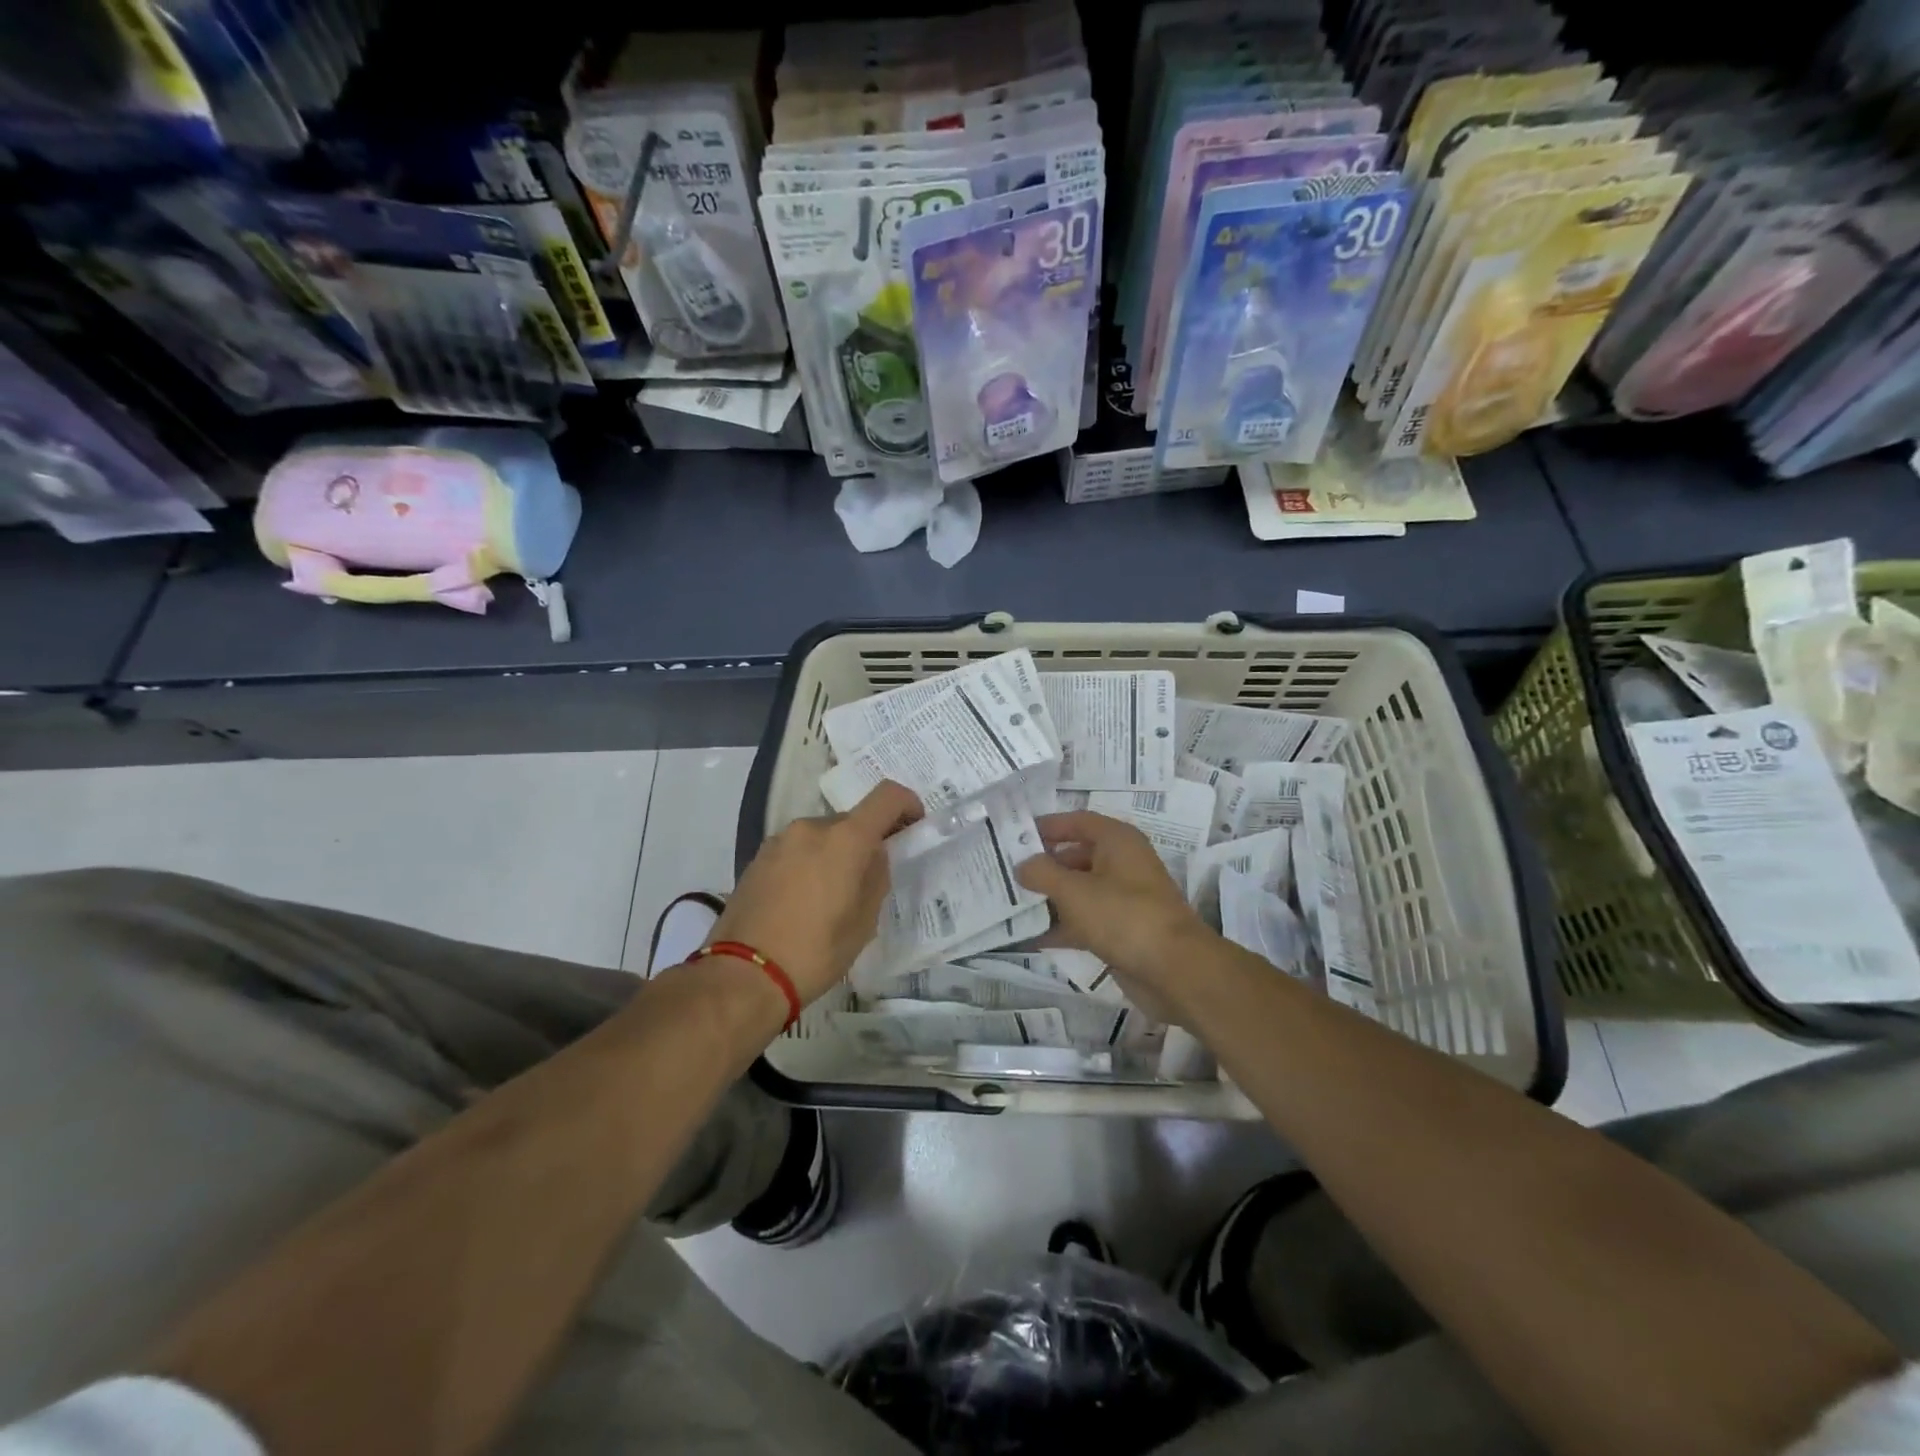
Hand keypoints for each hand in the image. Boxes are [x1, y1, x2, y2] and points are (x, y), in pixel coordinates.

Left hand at [711, 781, 922, 1006]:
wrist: (743, 975)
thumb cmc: (816, 951)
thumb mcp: (864, 921)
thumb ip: (876, 877)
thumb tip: (874, 856)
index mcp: (845, 839)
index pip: (886, 797)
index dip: (907, 804)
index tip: (913, 826)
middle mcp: (811, 828)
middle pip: (851, 821)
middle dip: (865, 842)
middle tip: (868, 881)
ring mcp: (779, 841)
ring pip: (821, 837)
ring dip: (834, 854)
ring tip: (831, 897)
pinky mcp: (757, 858)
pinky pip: (796, 851)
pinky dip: (808, 864)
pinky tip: (803, 902)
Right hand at [1016, 811, 1212, 1018]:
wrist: (1176, 970)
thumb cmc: (1123, 916)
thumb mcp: (1074, 891)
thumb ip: (1042, 873)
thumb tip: (1022, 865)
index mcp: (1117, 841)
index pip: (1077, 821)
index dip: (1047, 826)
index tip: (1014, 836)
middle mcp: (1122, 864)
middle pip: (1075, 856)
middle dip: (1043, 866)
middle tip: (1005, 874)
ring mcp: (1124, 898)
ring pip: (1079, 890)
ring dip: (1049, 898)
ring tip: (1010, 905)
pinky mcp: (1122, 930)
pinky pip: (1085, 920)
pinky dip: (1062, 926)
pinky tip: (1031, 938)